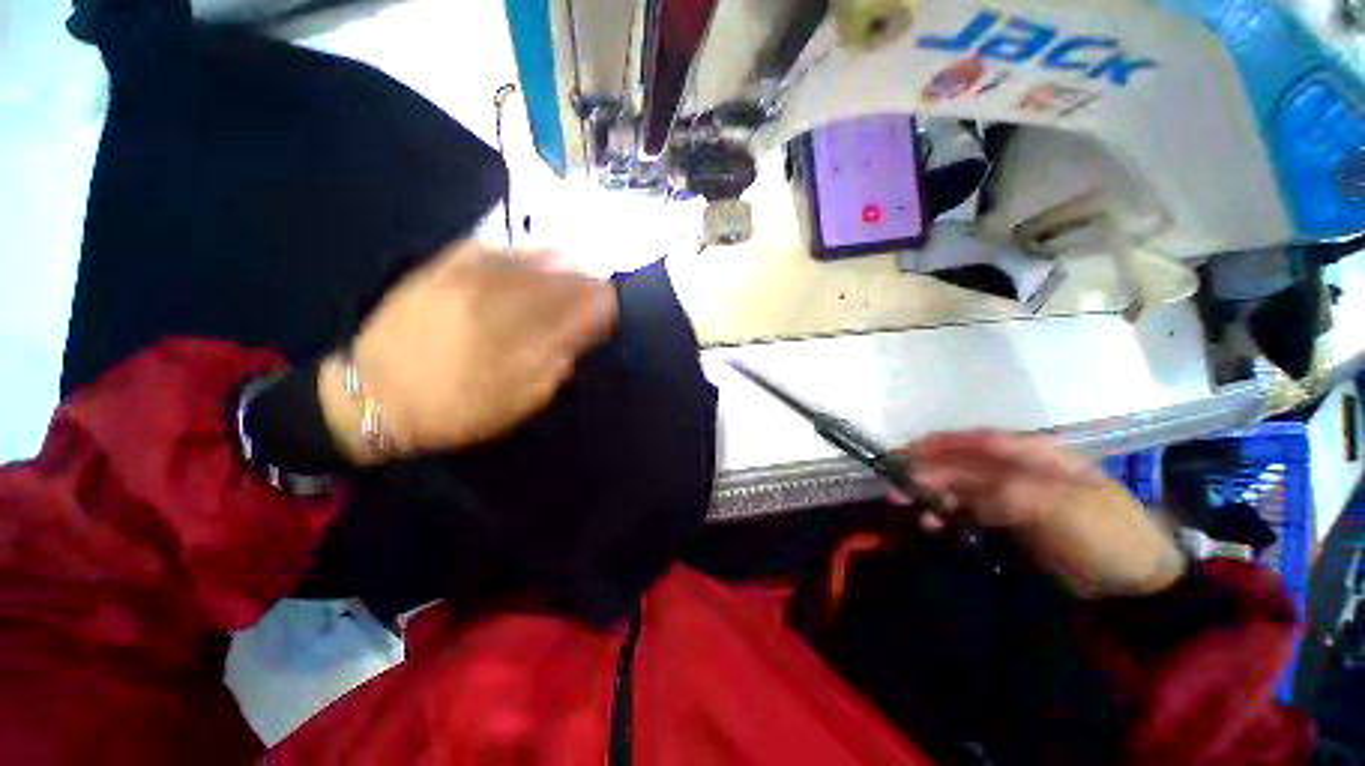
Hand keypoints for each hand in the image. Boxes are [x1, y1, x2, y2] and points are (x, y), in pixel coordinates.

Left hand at [319, 242, 616, 462]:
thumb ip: (556, 366)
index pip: (576, 311)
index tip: (614, 306)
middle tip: (602, 285)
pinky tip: (537, 251)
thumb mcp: (518, 402)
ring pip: (529, 260)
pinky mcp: (442, 269)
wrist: (374, 397)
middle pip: (558, 281)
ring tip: (579, 264)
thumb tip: (583, 333)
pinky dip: (521, 249)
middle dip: (586, 282)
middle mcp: (497, 303)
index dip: (602, 305)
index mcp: (518, 342)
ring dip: (562, 262)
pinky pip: (492, 248)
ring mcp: (467, 281)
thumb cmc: (456, 409)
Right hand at [894, 430, 1185, 597]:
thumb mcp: (1053, 506)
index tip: (901, 455)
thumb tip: (946, 485)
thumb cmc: (1101, 533)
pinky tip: (936, 526)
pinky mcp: (1011, 521)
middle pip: (962, 464)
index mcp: (1033, 453)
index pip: (974, 441)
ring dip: (935, 497)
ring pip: (962, 488)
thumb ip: (996, 490)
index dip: (935, 445)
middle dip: (927, 474)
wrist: (1135, 585)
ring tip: (915, 514)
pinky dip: (949, 515)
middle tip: (895, 489)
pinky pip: (970, 511)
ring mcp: (1014, 495)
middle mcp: (1018, 468)